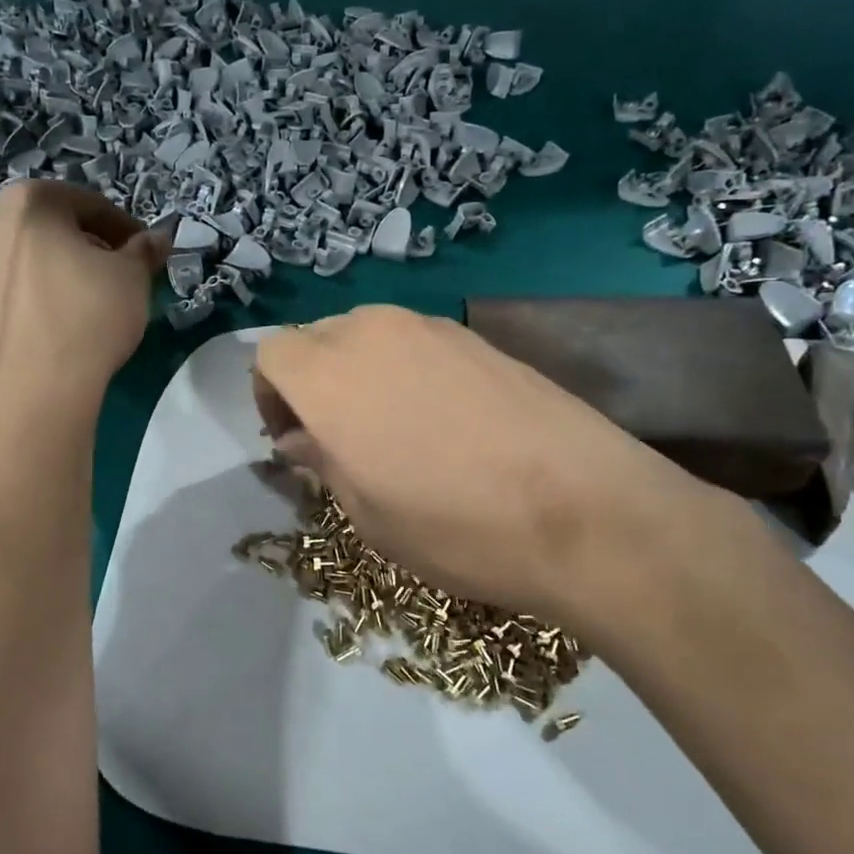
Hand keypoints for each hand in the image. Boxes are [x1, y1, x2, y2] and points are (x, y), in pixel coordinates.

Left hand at [0, 181, 167, 407]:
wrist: (31, 390)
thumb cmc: (87, 316)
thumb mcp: (133, 278)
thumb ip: (144, 251)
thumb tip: (156, 240)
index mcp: (29, 202)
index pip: (88, 203)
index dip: (124, 227)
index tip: (145, 252)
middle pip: (52, 227)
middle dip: (89, 245)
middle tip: (120, 274)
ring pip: (29, 259)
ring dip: (61, 270)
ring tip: (91, 302)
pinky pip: (13, 291)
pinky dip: (38, 297)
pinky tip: (61, 325)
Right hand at [252, 305, 727, 637]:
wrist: (583, 510)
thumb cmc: (453, 525)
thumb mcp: (367, 513)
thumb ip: (321, 461)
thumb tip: (301, 438)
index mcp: (328, 374)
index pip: (271, 355)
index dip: (270, 396)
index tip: (293, 439)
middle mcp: (372, 333)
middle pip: (318, 338)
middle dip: (312, 381)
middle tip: (337, 437)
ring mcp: (431, 328)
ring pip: (368, 334)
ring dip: (359, 372)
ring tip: (390, 428)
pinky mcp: (478, 338)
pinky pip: (416, 341)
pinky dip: (406, 369)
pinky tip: (441, 419)